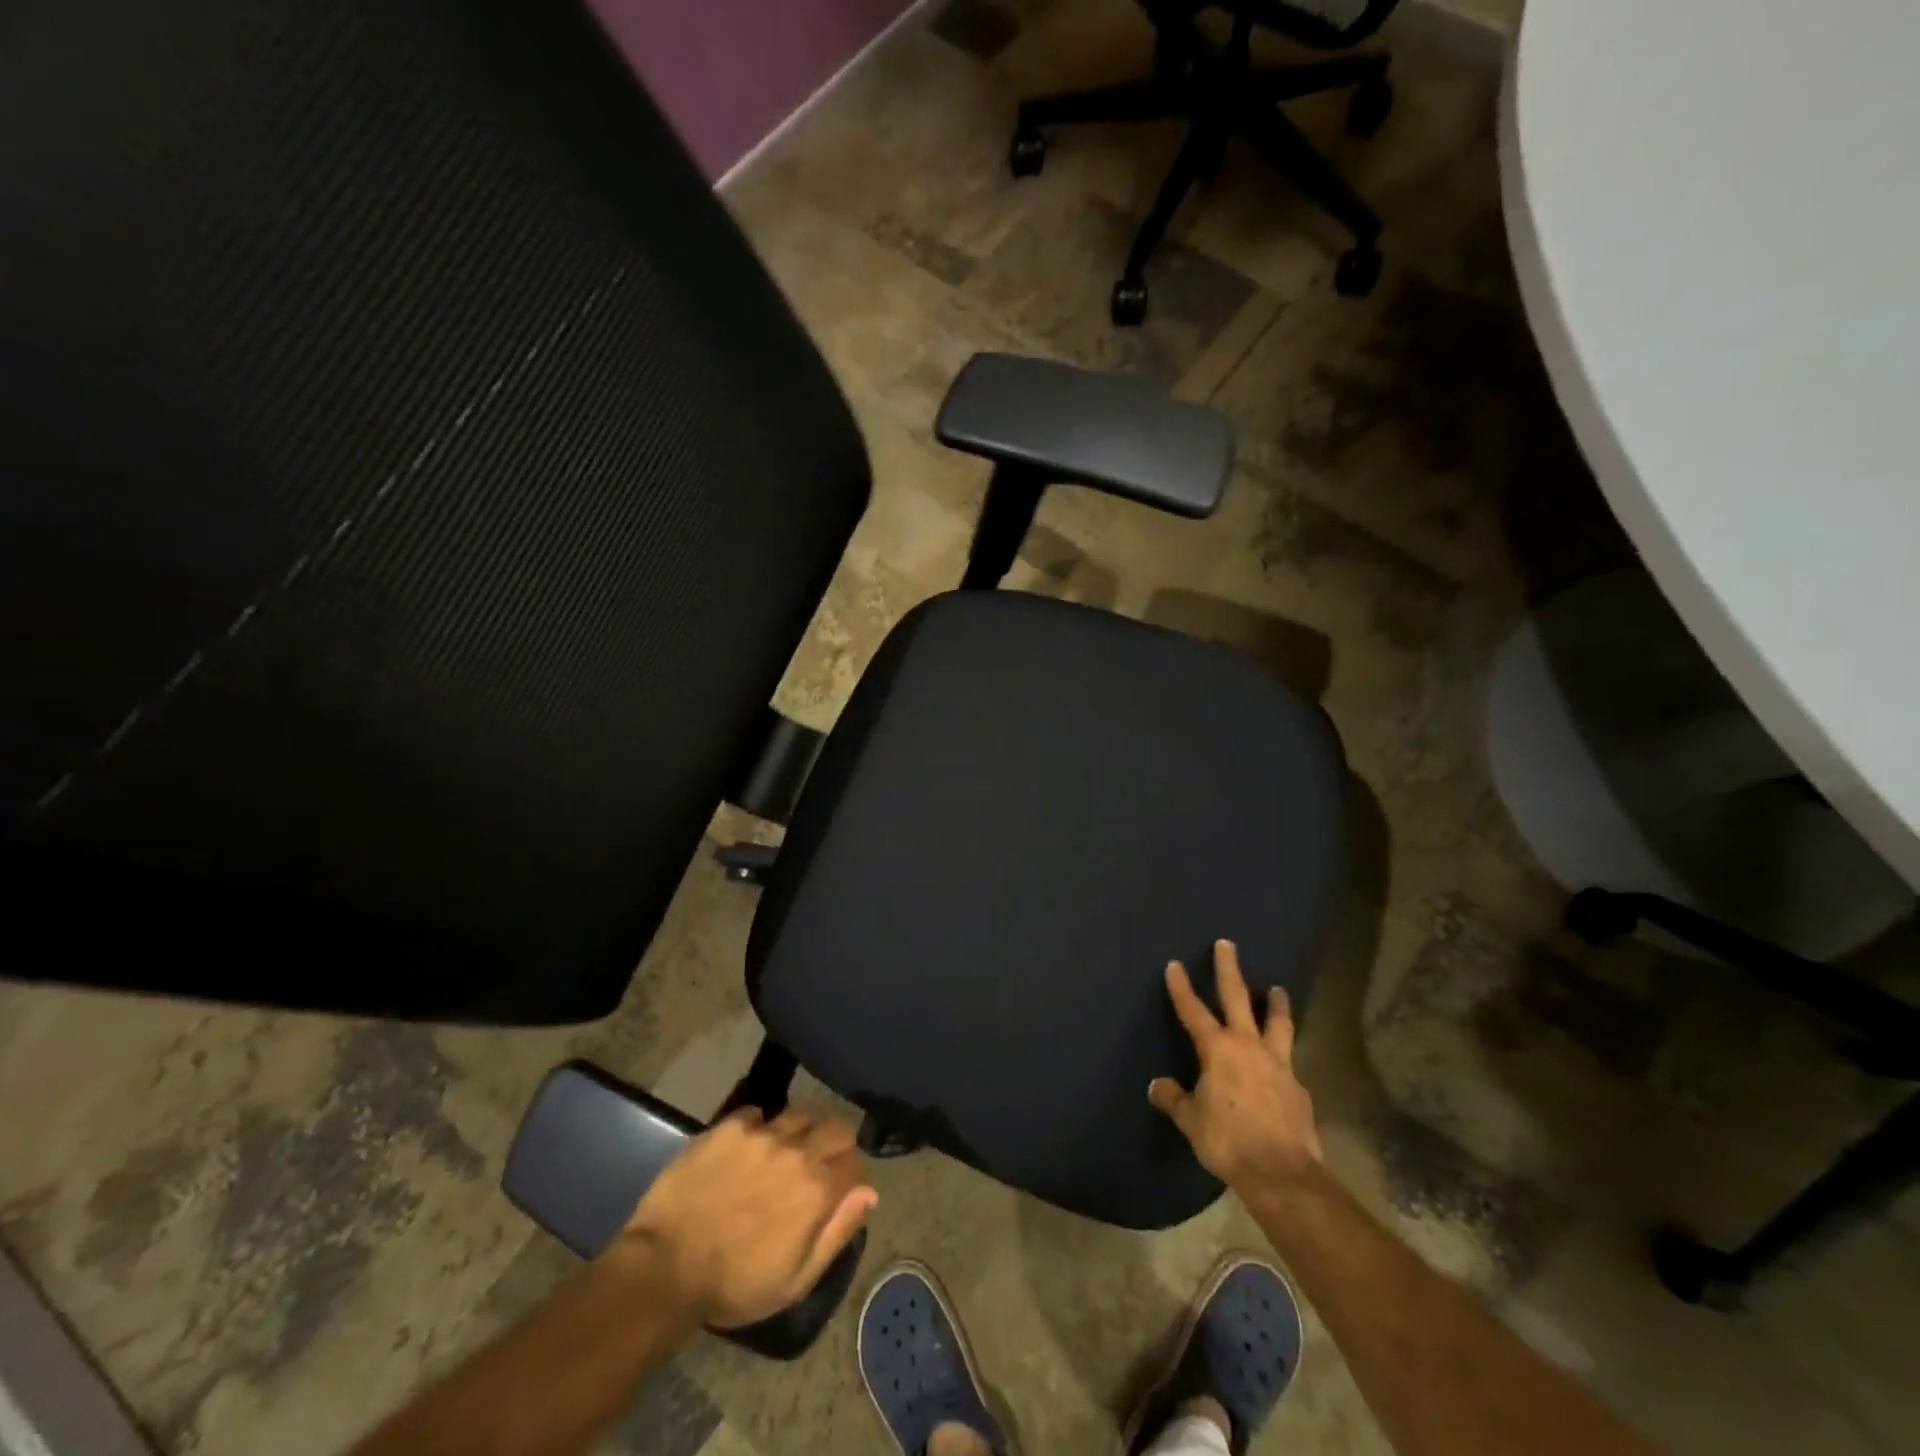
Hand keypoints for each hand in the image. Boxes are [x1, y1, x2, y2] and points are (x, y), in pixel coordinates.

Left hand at [615, 1108, 876, 1329]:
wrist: (663, 1269)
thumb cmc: (733, 1286)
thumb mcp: (795, 1281)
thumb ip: (837, 1232)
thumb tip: (868, 1193)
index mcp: (817, 1189)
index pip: (855, 1164)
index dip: (851, 1179)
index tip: (838, 1193)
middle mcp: (797, 1150)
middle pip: (836, 1129)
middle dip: (834, 1148)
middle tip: (814, 1171)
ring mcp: (762, 1133)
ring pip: (800, 1117)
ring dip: (799, 1135)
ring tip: (781, 1157)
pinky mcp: (730, 1126)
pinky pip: (758, 1114)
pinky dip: (760, 1129)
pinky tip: (747, 1151)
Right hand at [1149, 940, 1322, 1190]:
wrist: (1282, 1173)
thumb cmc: (1228, 1141)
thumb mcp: (1192, 1121)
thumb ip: (1175, 1099)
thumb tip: (1157, 1086)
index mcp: (1217, 1050)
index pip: (1193, 1010)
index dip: (1181, 987)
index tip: (1174, 964)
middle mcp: (1248, 1046)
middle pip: (1238, 998)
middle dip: (1229, 969)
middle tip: (1227, 944)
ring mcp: (1278, 1063)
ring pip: (1276, 1023)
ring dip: (1275, 1004)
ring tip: (1278, 989)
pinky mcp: (1299, 1086)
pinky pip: (1289, 1060)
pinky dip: (1283, 1053)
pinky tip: (1282, 1062)